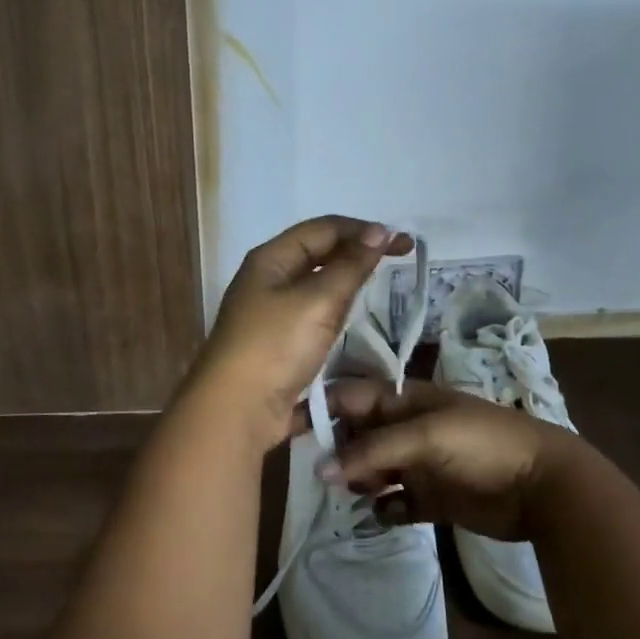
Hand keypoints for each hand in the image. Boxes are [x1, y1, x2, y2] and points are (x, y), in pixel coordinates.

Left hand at [185, 216, 411, 447]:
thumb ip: (350, 266)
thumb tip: (379, 232)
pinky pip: (312, 317)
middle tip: (398, 261)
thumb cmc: (275, 345)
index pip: (323, 228)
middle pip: (318, 254)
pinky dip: (335, 313)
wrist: (236, 410)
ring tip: (380, 286)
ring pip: (316, 287)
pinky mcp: (277, 344)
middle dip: (356, 253)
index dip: (363, 230)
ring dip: (346, 282)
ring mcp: (270, 313)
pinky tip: (352, 322)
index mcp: (271, 259)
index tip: (403, 243)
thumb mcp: (317, 301)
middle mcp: (268, 280)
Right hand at [308, 379, 585, 541]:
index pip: (351, 397)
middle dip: (336, 451)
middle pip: (356, 435)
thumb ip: (372, 451)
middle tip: (320, 474)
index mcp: (404, 400)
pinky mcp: (431, 498)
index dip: (321, 409)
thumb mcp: (426, 436)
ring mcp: (418, 464)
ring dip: (358, 481)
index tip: (288, 430)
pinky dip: (384, 508)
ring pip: (371, 470)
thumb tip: (319, 471)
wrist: (543, 486)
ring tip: (352, 495)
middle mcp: (406, 429)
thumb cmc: (483, 445)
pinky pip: (394, 503)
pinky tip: (384, 513)